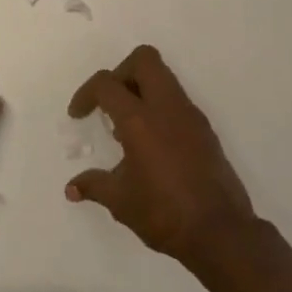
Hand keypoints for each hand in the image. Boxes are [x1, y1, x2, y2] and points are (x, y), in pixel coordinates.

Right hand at [64, 45, 257, 267]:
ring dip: (141, 90)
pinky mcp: (205, 129)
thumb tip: (71, 188)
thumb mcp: (121, 201)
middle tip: (109, 103)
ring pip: (164, 77)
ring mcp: (190, 115)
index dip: (86, 93)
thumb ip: (94, 185)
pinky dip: (159, 108)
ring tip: (127, 129)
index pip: (107, 84)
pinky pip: (177, 101)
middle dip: (120, 73)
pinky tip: (151, 144)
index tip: (78, 116)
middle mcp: (167, 107)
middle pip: (143, 59)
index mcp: (140, 120)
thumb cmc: (164, 213)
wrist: (220, 232)